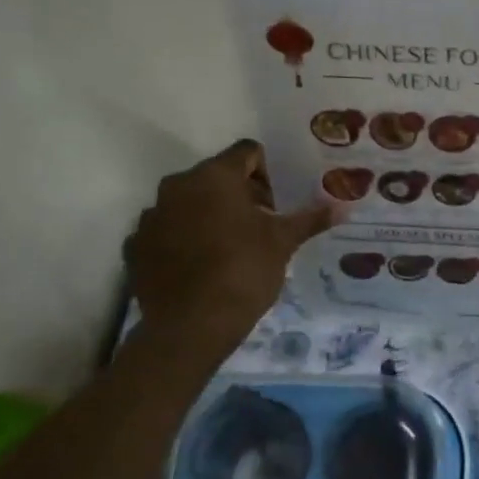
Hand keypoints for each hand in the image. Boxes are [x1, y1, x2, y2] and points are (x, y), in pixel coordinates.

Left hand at [126, 140, 333, 356]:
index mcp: (215, 176)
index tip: (276, 205)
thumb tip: (343, 207)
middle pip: (215, 177)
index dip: (267, 173)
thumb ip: (310, 219)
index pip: (247, 152)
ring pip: (188, 204)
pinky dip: (183, 241)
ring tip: (229, 250)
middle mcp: (177, 186)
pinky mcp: (135, 246)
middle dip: (239, 196)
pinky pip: (166, 232)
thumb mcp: (283, 243)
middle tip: (260, 228)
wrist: (190, 326)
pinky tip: (200, 268)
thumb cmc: (244, 272)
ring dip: (209, 217)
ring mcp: (151, 216)